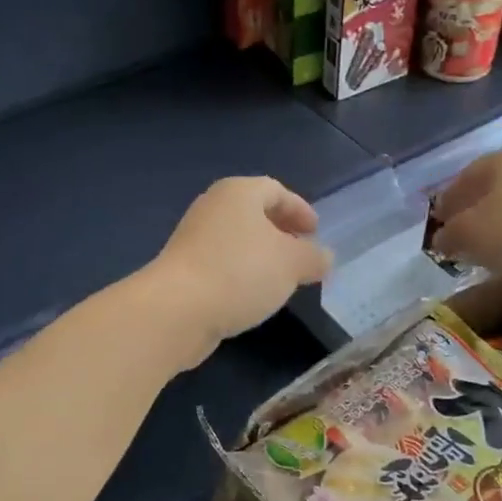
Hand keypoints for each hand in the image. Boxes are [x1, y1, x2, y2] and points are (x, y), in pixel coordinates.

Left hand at [146, 177, 332, 365]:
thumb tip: (324, 257)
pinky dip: (242, 274)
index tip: (316, 232)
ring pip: (237, 241)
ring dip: (261, 256)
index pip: (275, 190)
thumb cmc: (241, 273)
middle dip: (281, 232)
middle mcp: (213, 208)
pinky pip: (222, 264)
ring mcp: (194, 239)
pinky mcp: (184, 270)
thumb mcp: (291, 264)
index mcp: (238, 193)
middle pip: (254, 213)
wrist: (177, 310)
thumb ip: (313, 257)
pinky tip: (253, 296)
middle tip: (302, 254)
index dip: (300, 209)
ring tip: (282, 279)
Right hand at [432, 145, 501, 289]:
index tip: (437, 225)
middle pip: (492, 189)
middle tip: (460, 237)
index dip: (446, 203)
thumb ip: (449, 234)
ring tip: (487, 250)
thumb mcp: (469, 235)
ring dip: (498, 224)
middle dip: (473, 212)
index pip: (463, 178)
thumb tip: (441, 238)